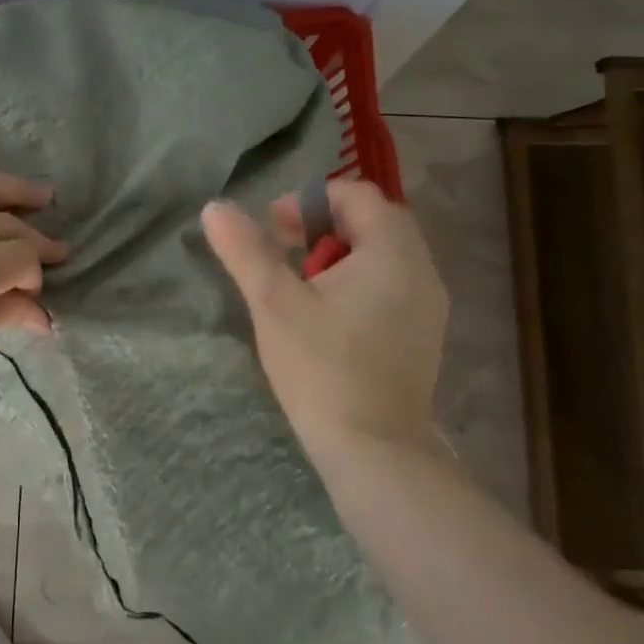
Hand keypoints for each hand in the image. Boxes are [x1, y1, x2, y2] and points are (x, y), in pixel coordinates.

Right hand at [202, 181, 447, 464]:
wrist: (373, 449)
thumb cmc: (321, 368)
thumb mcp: (273, 303)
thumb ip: (245, 250)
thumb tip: (214, 208)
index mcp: (392, 251)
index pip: (355, 195)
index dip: (308, 201)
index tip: (272, 230)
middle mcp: (422, 269)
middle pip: (372, 222)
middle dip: (322, 228)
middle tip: (282, 256)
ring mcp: (429, 304)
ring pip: (382, 256)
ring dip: (339, 256)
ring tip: (299, 288)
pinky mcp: (424, 334)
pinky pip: (391, 285)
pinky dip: (358, 283)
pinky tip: (327, 318)